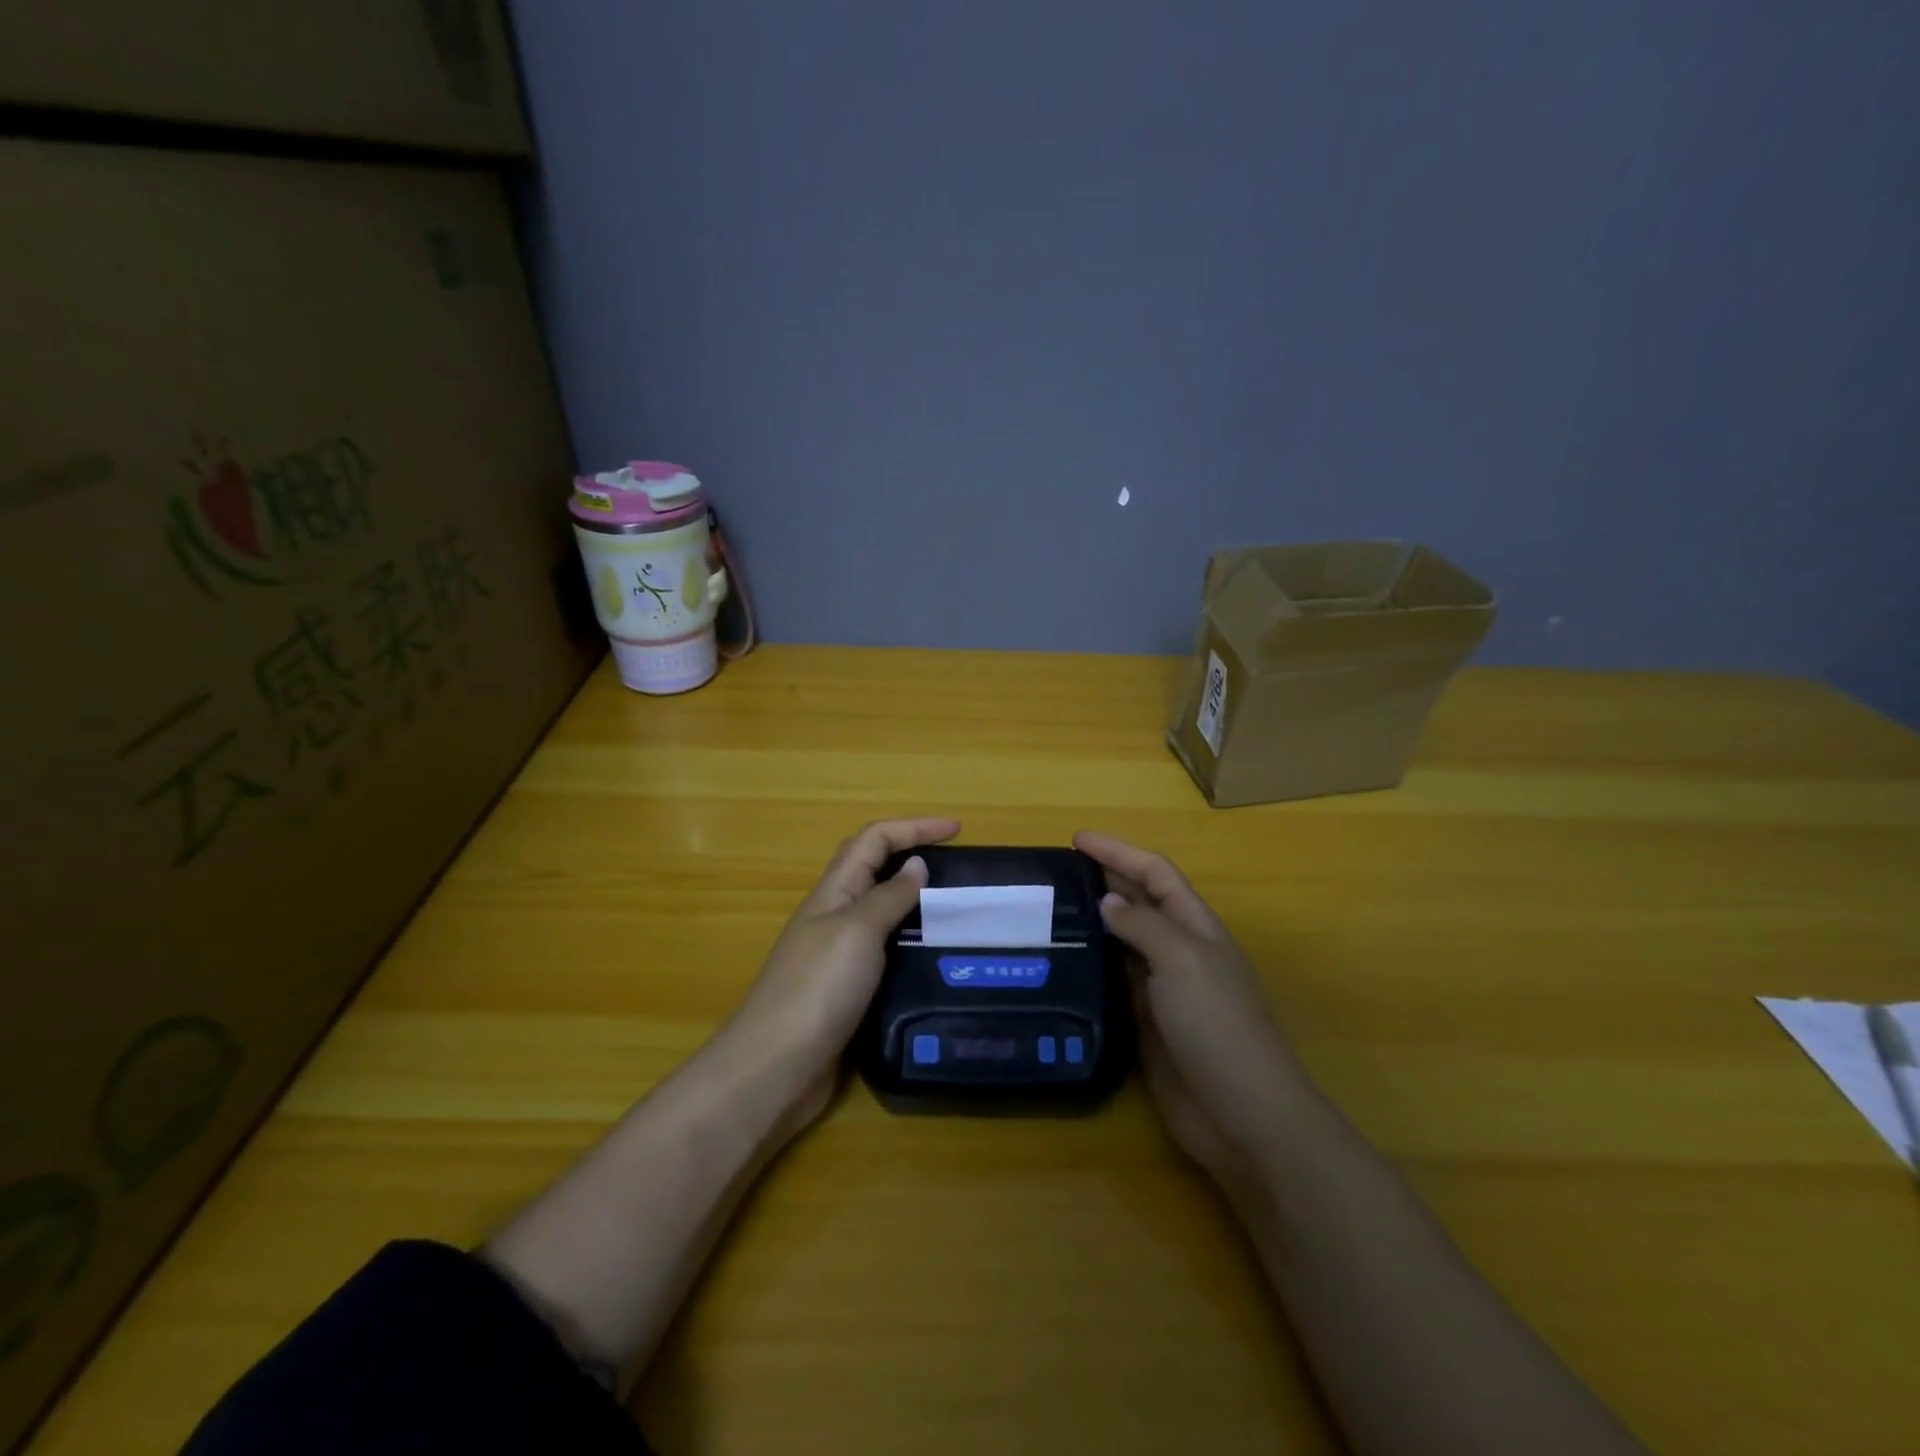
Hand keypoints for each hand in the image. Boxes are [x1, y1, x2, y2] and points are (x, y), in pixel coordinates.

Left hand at [727, 817, 959, 1135]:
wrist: (774, 1069)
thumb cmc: (817, 990)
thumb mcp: (857, 931)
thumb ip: (888, 897)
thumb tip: (916, 865)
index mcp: (833, 893)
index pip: (874, 840)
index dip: (914, 827)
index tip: (957, 830)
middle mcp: (834, 917)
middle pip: (875, 871)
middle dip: (914, 856)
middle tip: (961, 869)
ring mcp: (838, 957)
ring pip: (882, 914)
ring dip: (917, 904)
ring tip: (959, 913)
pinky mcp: (847, 993)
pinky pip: (885, 954)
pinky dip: (911, 946)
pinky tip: (936, 962)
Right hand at [1074, 830, 1311, 1195]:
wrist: (1241, 1113)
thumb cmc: (1218, 1024)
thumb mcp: (1183, 961)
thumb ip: (1142, 926)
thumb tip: (1107, 900)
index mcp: (1194, 926)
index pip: (1154, 873)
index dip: (1119, 851)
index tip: (1076, 839)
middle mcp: (1177, 950)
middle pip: (1138, 902)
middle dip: (1103, 879)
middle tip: (1055, 871)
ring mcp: (1161, 988)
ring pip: (1121, 941)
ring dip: (1092, 922)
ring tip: (1048, 910)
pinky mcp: (1144, 1022)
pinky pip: (1112, 981)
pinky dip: (1090, 965)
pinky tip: (1061, 962)